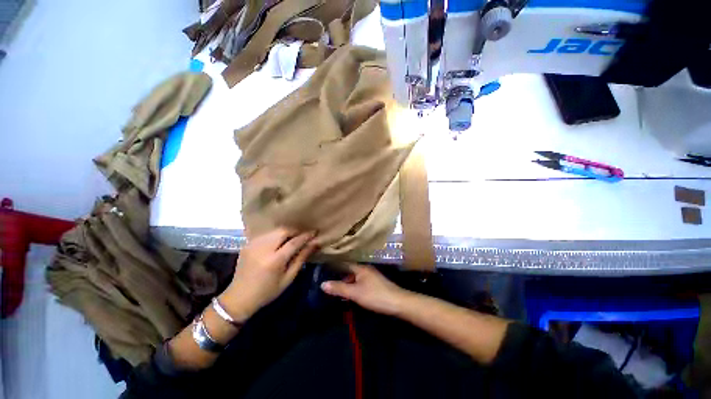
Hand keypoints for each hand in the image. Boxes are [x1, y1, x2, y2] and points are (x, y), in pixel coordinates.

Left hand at [220, 228, 316, 318]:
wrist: (238, 298)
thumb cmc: (267, 292)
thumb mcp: (288, 278)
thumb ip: (301, 259)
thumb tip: (314, 244)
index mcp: (274, 261)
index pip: (294, 242)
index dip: (306, 236)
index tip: (315, 232)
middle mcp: (263, 249)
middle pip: (283, 231)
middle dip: (295, 231)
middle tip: (303, 235)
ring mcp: (253, 245)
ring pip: (274, 230)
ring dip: (286, 232)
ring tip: (293, 238)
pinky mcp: (247, 244)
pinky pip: (266, 234)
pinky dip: (275, 235)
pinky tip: (279, 242)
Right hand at [321, 264, 409, 315]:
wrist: (398, 303)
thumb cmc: (375, 296)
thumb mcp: (355, 293)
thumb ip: (339, 288)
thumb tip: (322, 284)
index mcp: (361, 268)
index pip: (345, 263)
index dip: (335, 265)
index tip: (324, 268)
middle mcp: (366, 269)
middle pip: (350, 271)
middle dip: (340, 276)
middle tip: (329, 282)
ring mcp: (372, 276)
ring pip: (356, 277)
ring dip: (347, 283)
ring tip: (338, 291)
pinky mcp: (376, 284)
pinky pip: (361, 282)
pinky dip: (354, 287)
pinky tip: (351, 295)